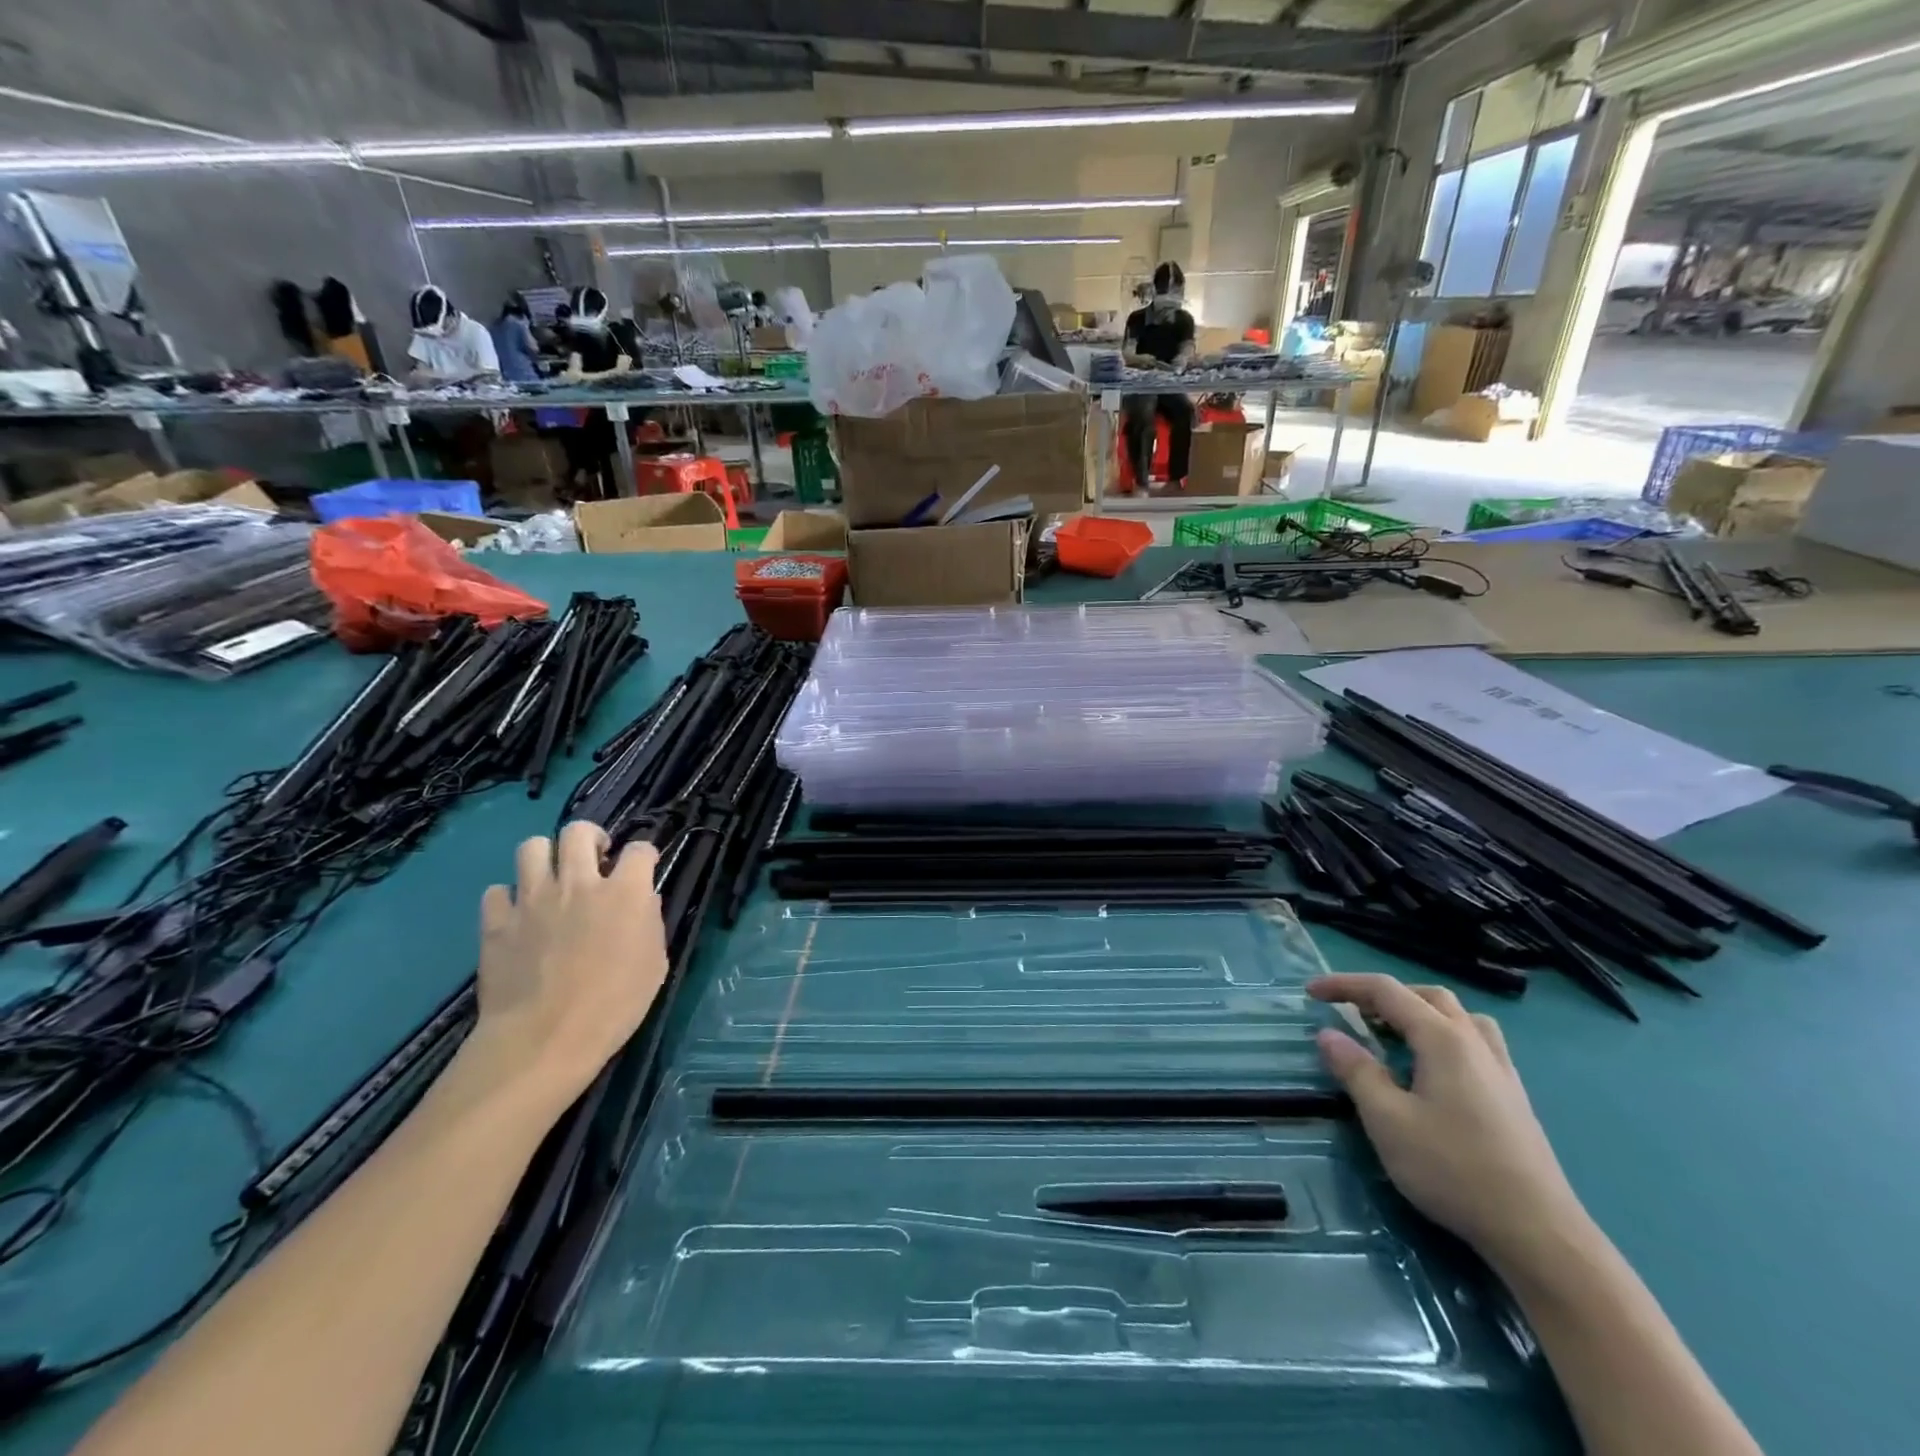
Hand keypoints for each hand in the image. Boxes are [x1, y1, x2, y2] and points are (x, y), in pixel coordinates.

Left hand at [463, 822, 667, 1104]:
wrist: (545, 1039)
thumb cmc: (614, 1005)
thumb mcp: (654, 964)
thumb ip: (650, 922)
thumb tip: (642, 900)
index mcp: (624, 892)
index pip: (640, 849)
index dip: (644, 855)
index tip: (644, 868)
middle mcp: (578, 883)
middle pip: (578, 831)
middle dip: (590, 837)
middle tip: (594, 859)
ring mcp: (533, 899)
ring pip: (531, 847)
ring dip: (545, 858)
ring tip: (552, 879)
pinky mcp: (497, 922)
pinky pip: (497, 892)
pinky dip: (508, 898)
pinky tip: (517, 915)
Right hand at [1308, 973, 1587, 1273]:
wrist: (1539, 1234)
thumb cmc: (1453, 1170)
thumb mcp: (1387, 1120)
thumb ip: (1356, 1071)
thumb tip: (1328, 1034)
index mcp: (1442, 1039)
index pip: (1386, 991)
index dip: (1344, 985)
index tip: (1310, 993)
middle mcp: (1474, 1043)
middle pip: (1426, 996)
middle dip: (1383, 995)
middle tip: (1351, 1013)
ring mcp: (1501, 1070)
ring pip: (1458, 1016)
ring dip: (1419, 1011)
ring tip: (1393, 1034)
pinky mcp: (1513, 1097)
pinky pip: (1476, 1041)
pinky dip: (1444, 1035)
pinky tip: (1433, 1069)